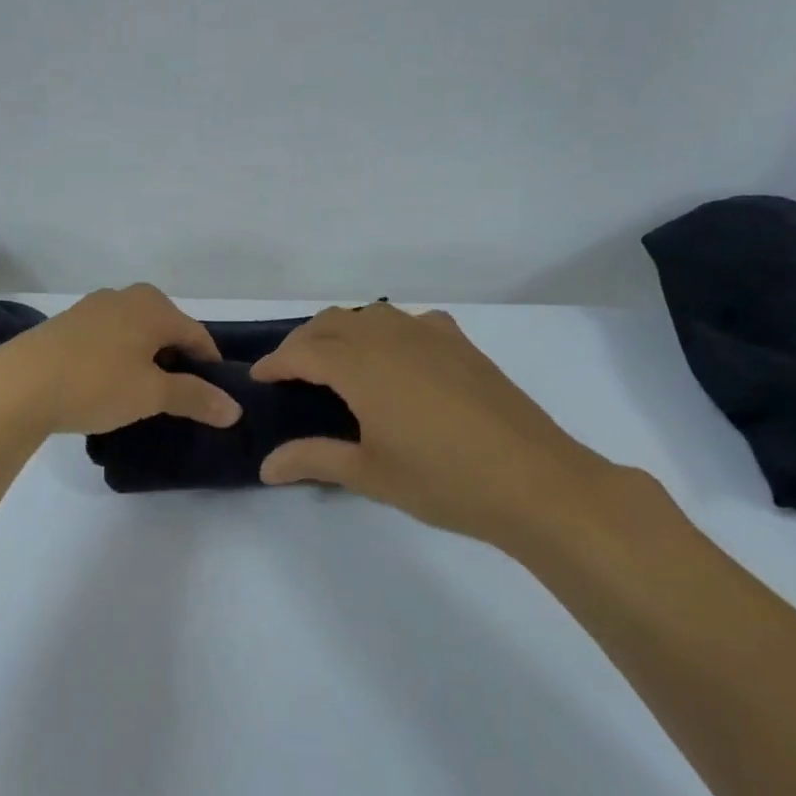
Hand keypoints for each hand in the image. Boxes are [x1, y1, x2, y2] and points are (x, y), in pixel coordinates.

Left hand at [0, 284, 242, 436]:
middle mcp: (126, 296)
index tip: (212, 399)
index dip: (210, 368)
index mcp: (154, 305)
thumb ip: (195, 398)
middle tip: (177, 400)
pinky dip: (119, 359)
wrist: (18, 385)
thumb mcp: (151, 394)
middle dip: (177, 363)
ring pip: (136, 334)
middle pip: (167, 331)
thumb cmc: (96, 384)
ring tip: (141, 396)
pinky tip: (107, 385)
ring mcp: (93, 307)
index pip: (198, 336)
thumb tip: (234, 409)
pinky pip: (109, 339)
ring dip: (146, 361)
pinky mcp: (68, 324)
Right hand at [251, 303, 632, 557]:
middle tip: (290, 374)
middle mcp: (391, 336)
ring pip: (371, 314)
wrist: (536, 482)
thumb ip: (312, 459)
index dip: (276, 363)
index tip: (258, 378)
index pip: (303, 352)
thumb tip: (265, 466)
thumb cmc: (444, 480)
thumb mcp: (369, 474)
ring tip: (335, 364)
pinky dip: (386, 330)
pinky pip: (409, 321)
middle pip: (332, 322)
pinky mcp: (461, 344)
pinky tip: (394, 358)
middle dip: (303, 342)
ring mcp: (431, 334)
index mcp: (362, 365)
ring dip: (342, 331)